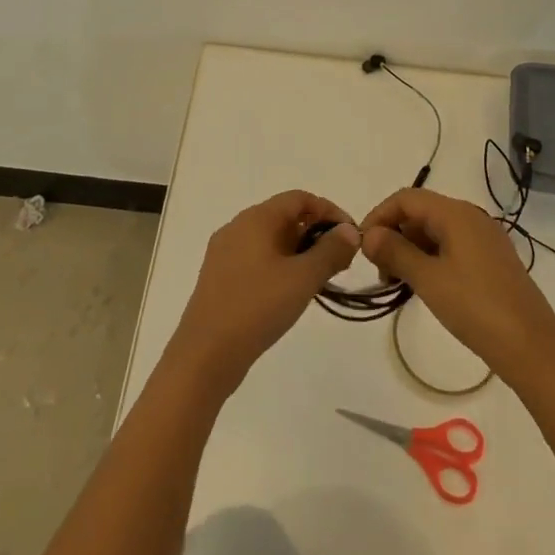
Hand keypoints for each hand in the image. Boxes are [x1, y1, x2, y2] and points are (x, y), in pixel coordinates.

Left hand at [165, 191, 358, 396]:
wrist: (204, 355)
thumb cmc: (257, 307)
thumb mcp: (302, 278)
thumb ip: (330, 251)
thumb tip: (349, 231)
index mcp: (256, 218)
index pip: (299, 198)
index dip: (329, 211)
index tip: (350, 236)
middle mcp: (238, 227)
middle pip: (284, 217)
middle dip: (315, 233)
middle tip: (340, 261)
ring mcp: (225, 252)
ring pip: (270, 239)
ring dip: (299, 252)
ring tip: (320, 279)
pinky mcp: (219, 277)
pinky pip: (257, 258)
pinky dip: (280, 265)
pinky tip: (290, 292)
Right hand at [360, 188, 554, 383]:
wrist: (533, 348)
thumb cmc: (476, 308)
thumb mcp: (428, 279)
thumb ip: (395, 252)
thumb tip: (368, 235)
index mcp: (456, 213)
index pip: (406, 198)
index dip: (379, 216)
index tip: (361, 246)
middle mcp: (471, 217)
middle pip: (421, 212)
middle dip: (394, 235)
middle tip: (381, 272)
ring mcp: (485, 238)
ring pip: (436, 231)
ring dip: (411, 250)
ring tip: (399, 283)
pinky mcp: (492, 260)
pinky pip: (452, 246)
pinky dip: (431, 259)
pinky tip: (424, 286)